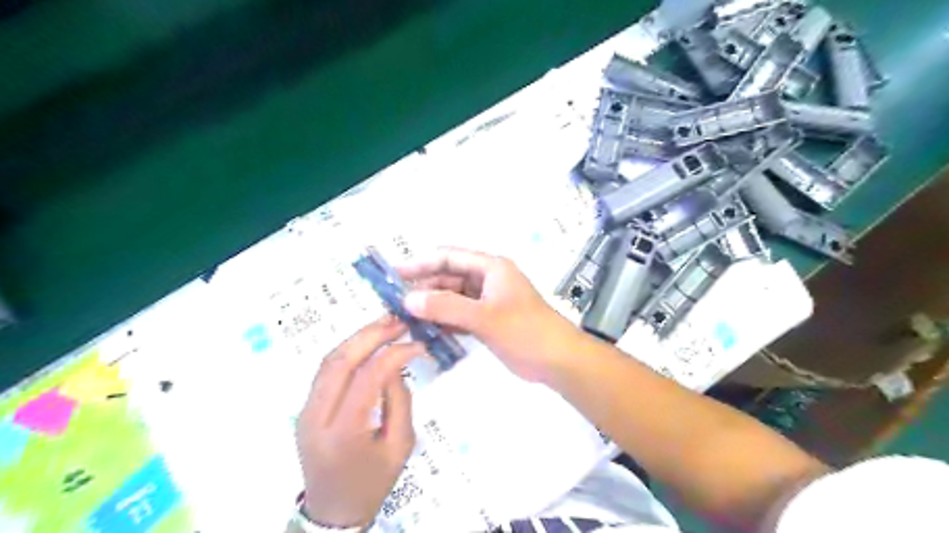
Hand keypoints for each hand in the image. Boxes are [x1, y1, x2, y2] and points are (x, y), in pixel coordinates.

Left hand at [296, 317, 422, 528]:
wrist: (333, 509)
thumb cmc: (373, 482)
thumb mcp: (401, 445)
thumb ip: (400, 400)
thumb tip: (395, 364)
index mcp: (344, 432)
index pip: (368, 377)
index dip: (394, 354)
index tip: (417, 345)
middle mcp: (316, 417)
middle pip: (340, 361)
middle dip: (371, 334)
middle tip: (398, 321)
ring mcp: (304, 410)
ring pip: (328, 360)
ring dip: (357, 337)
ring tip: (384, 323)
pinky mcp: (304, 407)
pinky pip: (325, 370)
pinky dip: (347, 350)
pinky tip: (367, 341)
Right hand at [396, 245, 587, 382]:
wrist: (557, 360)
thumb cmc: (525, 330)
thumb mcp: (484, 317)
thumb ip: (446, 307)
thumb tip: (408, 300)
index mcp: (490, 268)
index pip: (449, 258)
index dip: (421, 263)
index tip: (394, 275)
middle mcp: (487, 280)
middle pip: (448, 278)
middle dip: (424, 288)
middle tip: (394, 303)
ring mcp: (487, 301)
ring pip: (453, 298)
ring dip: (432, 306)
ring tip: (403, 318)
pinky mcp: (488, 321)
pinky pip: (460, 316)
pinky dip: (444, 321)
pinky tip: (425, 331)